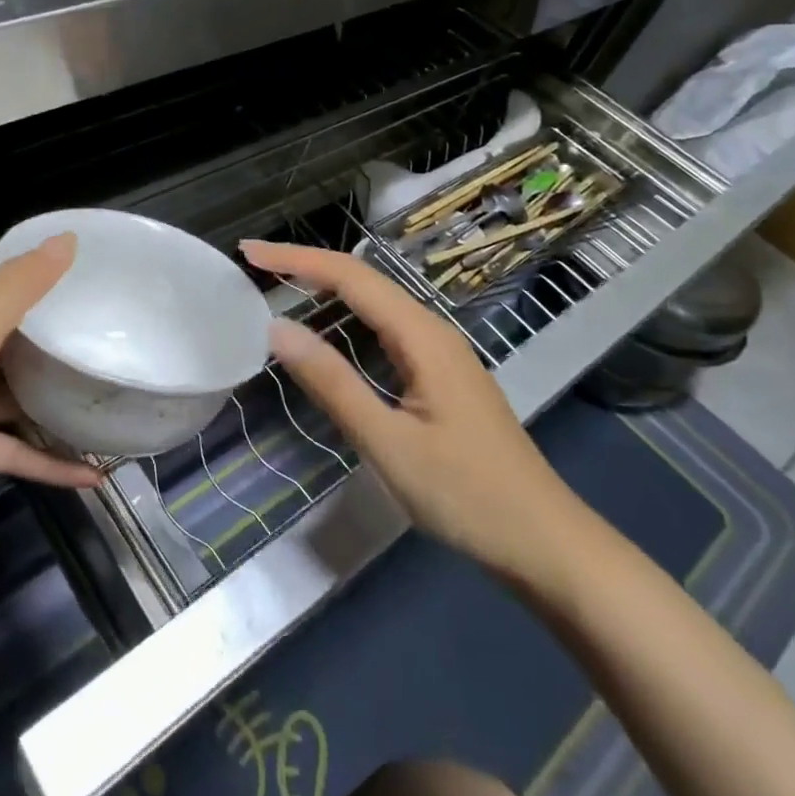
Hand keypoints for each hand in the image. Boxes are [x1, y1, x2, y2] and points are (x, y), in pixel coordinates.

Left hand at [0, 234, 100, 567]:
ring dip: (59, 398)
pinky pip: (17, 450)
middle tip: (113, 327)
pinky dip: (50, 460)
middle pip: (18, 336)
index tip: (92, 265)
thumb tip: (66, 239)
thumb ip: (17, 292)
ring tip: (111, 396)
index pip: (2, 280)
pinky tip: (91, 473)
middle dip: (59, 331)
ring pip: (20, 394)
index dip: (41, 266)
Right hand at [241, 240, 589, 587]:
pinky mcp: (441, 376)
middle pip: (363, 280)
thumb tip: (277, 330)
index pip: (350, 277)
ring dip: (326, 288)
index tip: (249, 253)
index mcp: (423, 336)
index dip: (297, 259)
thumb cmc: (468, 496)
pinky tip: (329, 331)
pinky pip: (385, 329)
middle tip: (255, 266)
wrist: (545, 543)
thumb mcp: (389, 443)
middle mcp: (433, 332)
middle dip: (307, 265)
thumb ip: (333, 383)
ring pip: (376, 304)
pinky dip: (347, 318)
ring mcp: (441, 353)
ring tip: (280, 286)